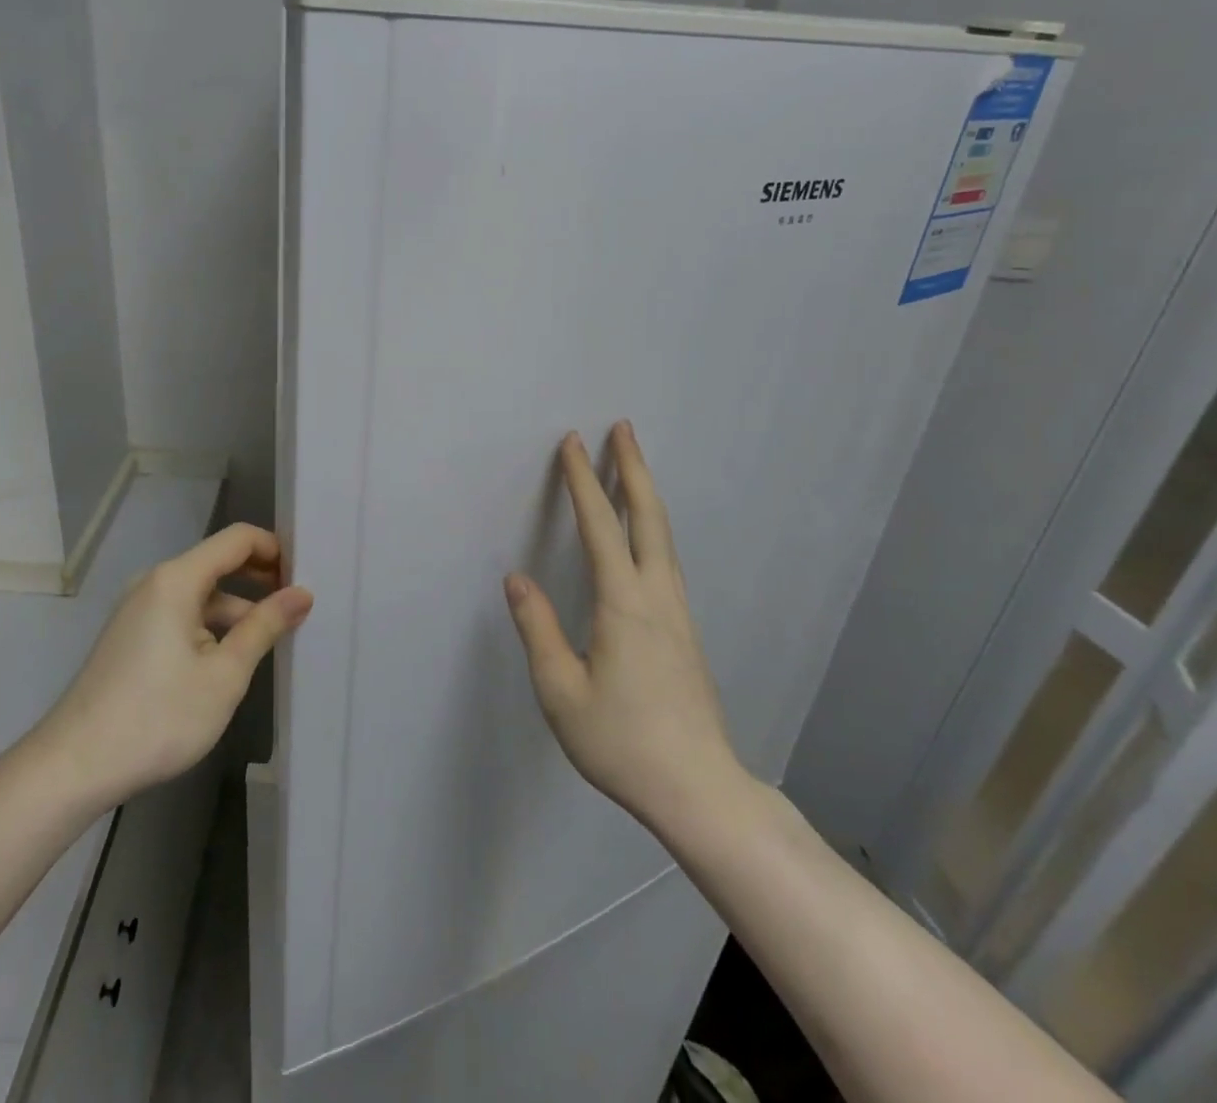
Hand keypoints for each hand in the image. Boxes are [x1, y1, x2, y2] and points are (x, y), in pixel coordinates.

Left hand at [36, 524, 312, 807]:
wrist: (73, 767)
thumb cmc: (158, 717)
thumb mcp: (225, 674)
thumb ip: (264, 627)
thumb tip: (301, 594)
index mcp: (177, 580)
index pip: (237, 539)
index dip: (275, 549)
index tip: (305, 577)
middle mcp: (155, 583)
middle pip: (218, 563)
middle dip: (260, 579)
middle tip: (297, 606)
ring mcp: (138, 610)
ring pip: (201, 594)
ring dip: (237, 608)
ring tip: (272, 639)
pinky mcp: (131, 636)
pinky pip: (181, 615)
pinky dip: (211, 626)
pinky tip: (229, 660)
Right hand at [504, 422, 745, 835]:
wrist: (699, 790)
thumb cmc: (623, 742)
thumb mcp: (562, 692)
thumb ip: (539, 630)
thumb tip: (517, 578)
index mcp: (624, 604)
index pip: (599, 526)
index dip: (583, 482)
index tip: (572, 444)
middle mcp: (657, 596)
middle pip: (648, 517)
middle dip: (633, 468)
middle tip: (622, 427)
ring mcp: (678, 612)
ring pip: (663, 536)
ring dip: (645, 493)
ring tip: (632, 466)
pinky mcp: (685, 630)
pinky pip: (666, 559)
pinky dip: (652, 526)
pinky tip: (644, 534)